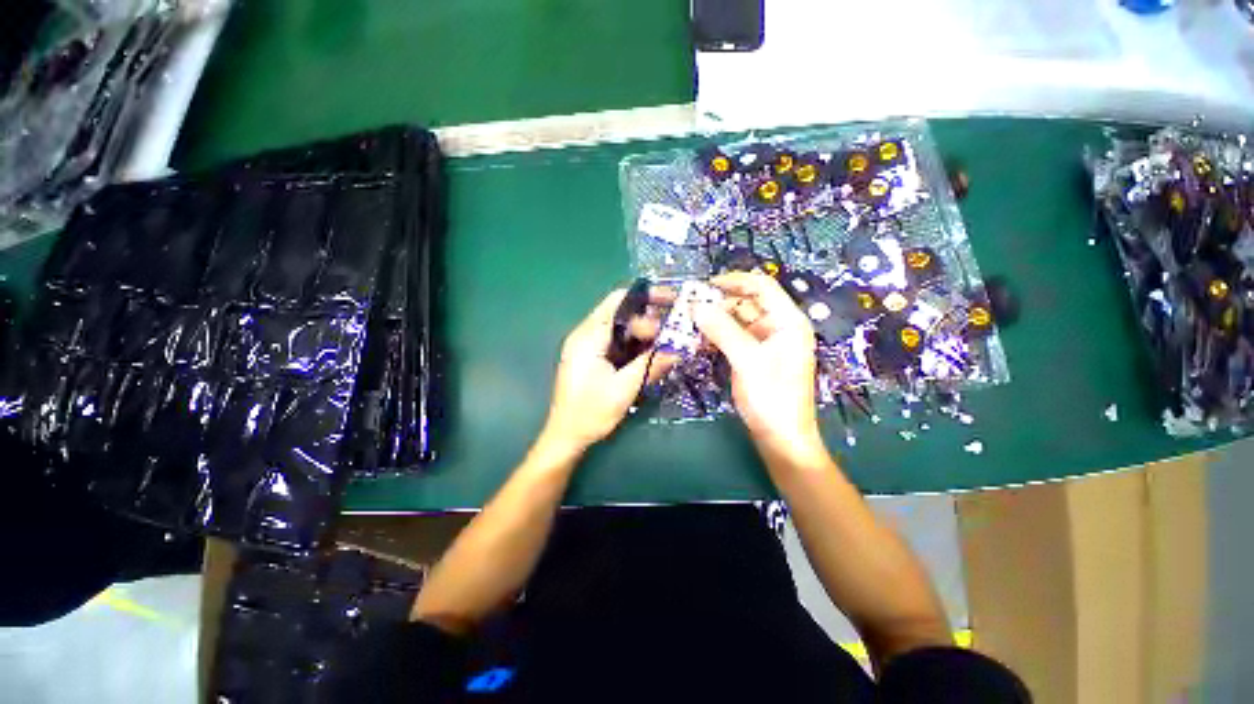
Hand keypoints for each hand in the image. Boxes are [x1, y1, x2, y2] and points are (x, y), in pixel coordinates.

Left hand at [542, 289, 675, 451]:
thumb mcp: (624, 389)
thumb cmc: (590, 413)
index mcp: (589, 336)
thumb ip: (651, 365)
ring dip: (643, 333)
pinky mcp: (590, 357)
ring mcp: (586, 345)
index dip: (647, 297)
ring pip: (620, 327)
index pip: (619, 301)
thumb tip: (679, 349)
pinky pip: (616, 341)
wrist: (565, 437)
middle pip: (621, 313)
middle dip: (649, 319)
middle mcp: (585, 334)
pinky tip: (649, 354)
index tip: (673, 302)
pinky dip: (634, 344)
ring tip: (666, 344)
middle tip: (672, 333)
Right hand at [693, 272, 822, 452]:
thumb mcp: (747, 361)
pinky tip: (697, 339)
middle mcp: (777, 327)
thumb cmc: (772, 398)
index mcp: (787, 321)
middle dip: (718, 303)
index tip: (704, 286)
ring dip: (713, 321)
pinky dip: (716, 337)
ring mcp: (764, 343)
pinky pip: (732, 338)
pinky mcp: (753, 357)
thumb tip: (696, 306)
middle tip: (688, 307)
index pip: (761, 286)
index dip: (734, 281)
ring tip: (687, 323)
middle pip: (746, 303)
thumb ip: (723, 330)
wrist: (781, 439)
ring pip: (736, 321)